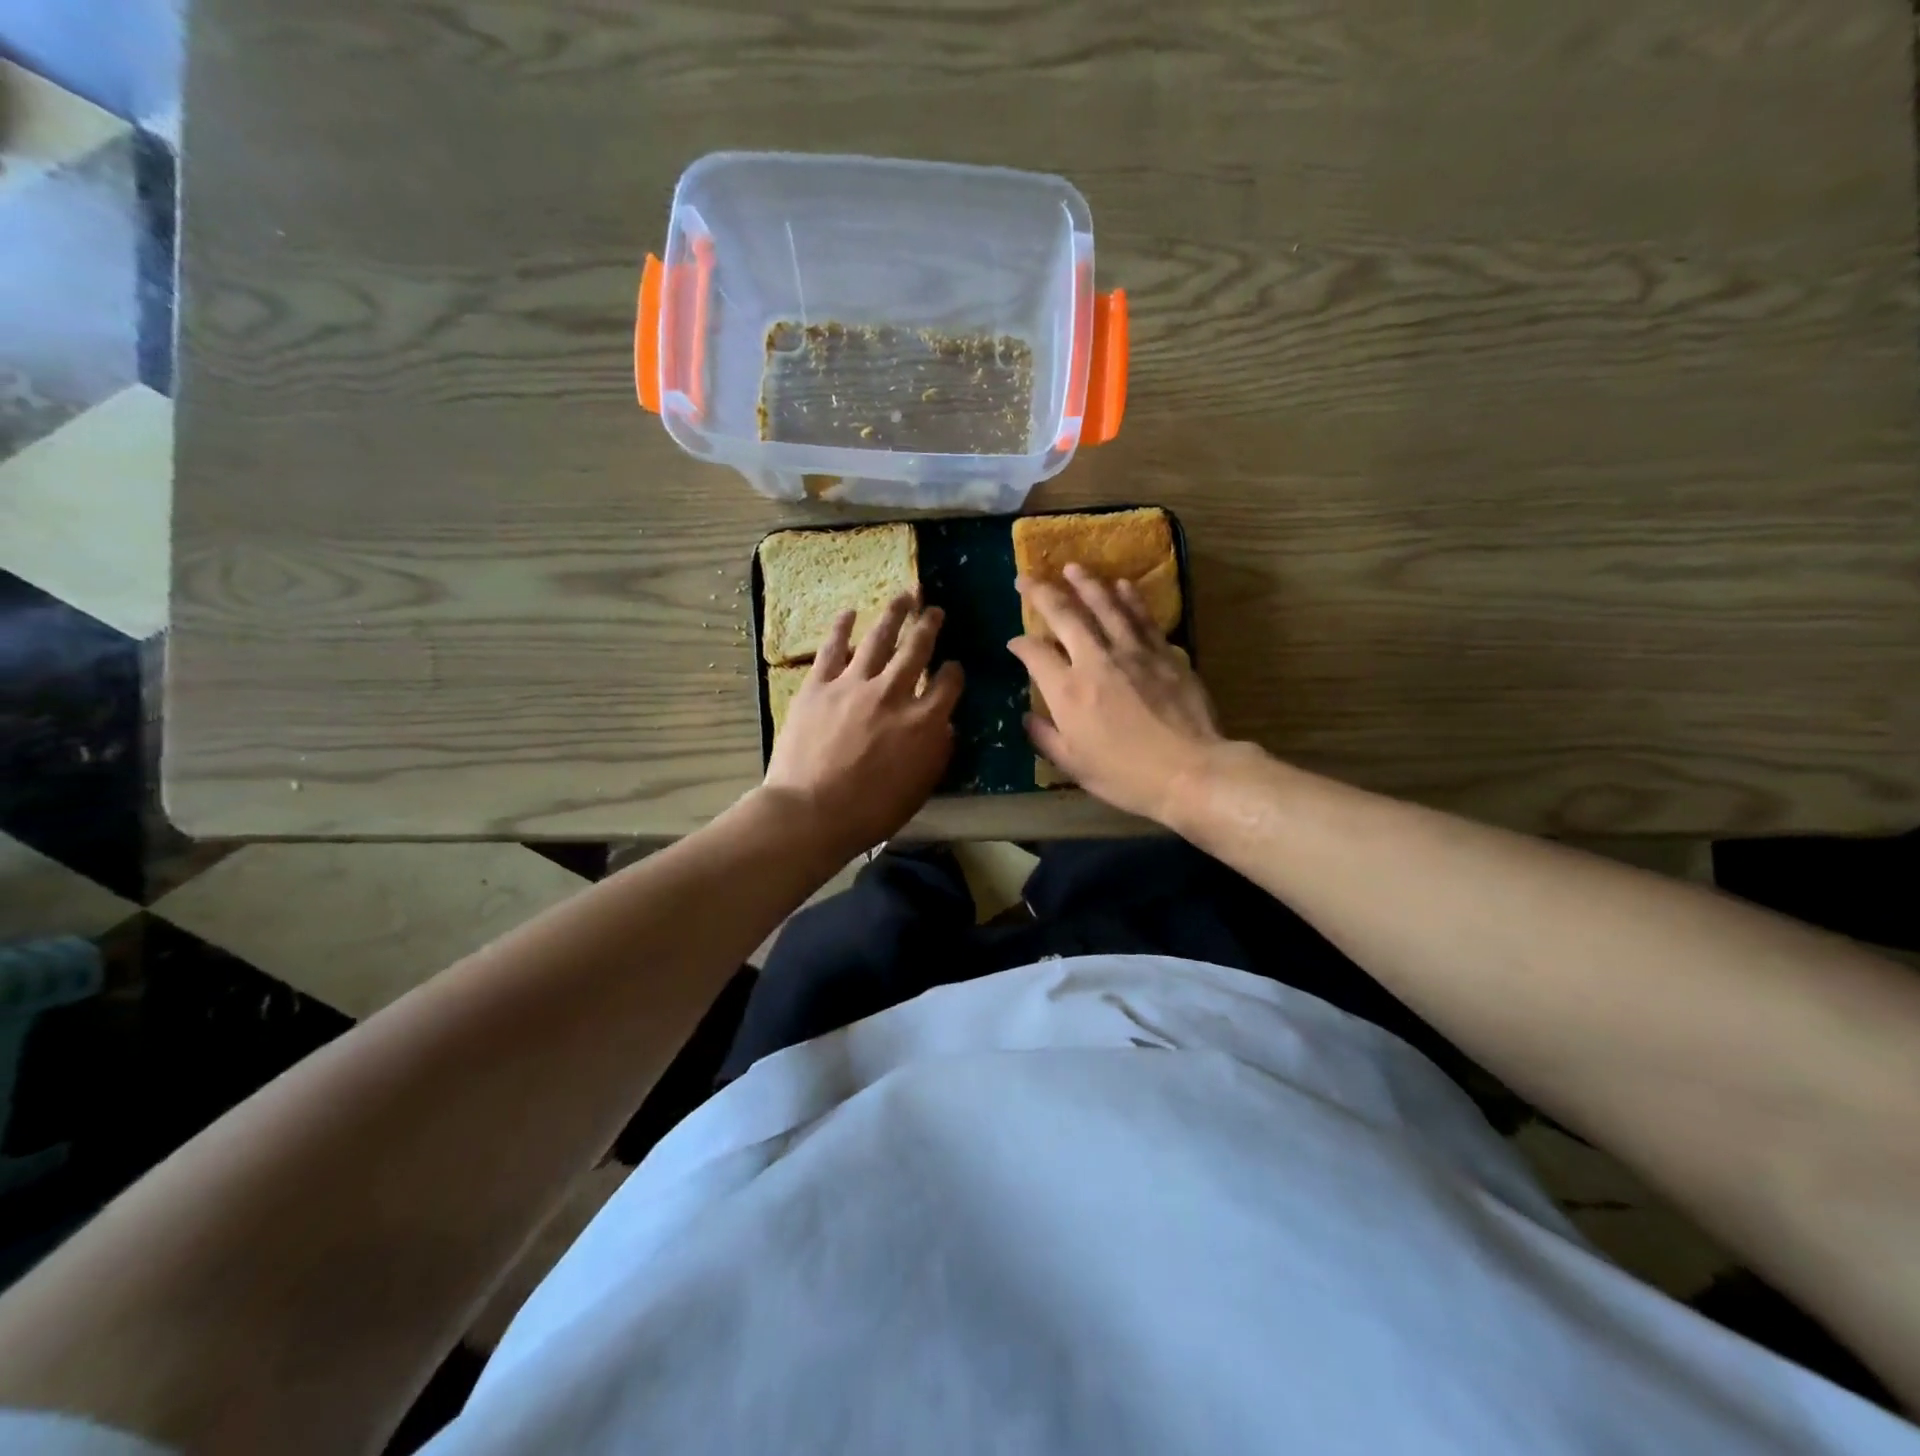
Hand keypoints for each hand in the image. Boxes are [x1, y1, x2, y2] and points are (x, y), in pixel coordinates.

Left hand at [763, 593, 963, 853]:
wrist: (811, 812)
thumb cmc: (871, 811)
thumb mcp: (920, 788)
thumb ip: (937, 752)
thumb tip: (944, 726)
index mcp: (924, 721)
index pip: (948, 684)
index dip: (954, 671)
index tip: (954, 666)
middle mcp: (893, 693)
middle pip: (917, 650)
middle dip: (929, 626)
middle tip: (934, 610)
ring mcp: (854, 684)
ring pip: (878, 639)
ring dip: (894, 614)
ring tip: (904, 596)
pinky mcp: (818, 685)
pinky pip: (832, 649)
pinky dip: (842, 628)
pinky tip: (849, 613)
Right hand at [1009, 566, 1224, 824]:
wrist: (1190, 771)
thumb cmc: (1126, 775)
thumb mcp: (1074, 765)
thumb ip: (1046, 737)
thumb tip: (1028, 717)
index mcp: (1068, 691)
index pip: (1035, 654)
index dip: (1020, 644)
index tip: (1014, 643)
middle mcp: (1095, 660)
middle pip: (1064, 616)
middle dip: (1041, 593)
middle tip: (1026, 578)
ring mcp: (1132, 652)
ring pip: (1105, 605)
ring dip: (1085, 583)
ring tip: (1072, 568)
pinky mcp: (1163, 652)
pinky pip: (1141, 617)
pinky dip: (1128, 598)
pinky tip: (1121, 585)